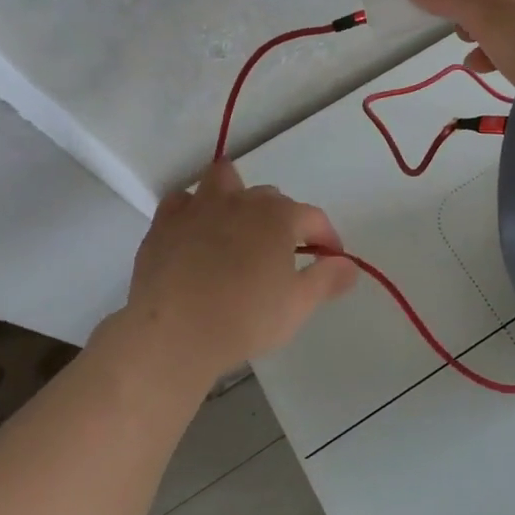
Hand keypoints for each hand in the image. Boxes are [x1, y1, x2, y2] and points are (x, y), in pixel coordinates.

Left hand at [105, 162, 356, 386]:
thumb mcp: (298, 305)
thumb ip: (327, 279)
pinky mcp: (165, 222)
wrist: (173, 333)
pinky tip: (196, 233)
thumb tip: (349, 265)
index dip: (327, 238)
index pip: (314, 217)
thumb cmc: (245, 318)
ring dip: (236, 196)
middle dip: (282, 220)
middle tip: (282, 255)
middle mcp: (241, 201)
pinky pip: (182, 201)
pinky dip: (194, 211)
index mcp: (278, 216)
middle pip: (271, 198)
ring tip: (237, 226)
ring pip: (224, 181)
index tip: (330, 260)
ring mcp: (199, 207)